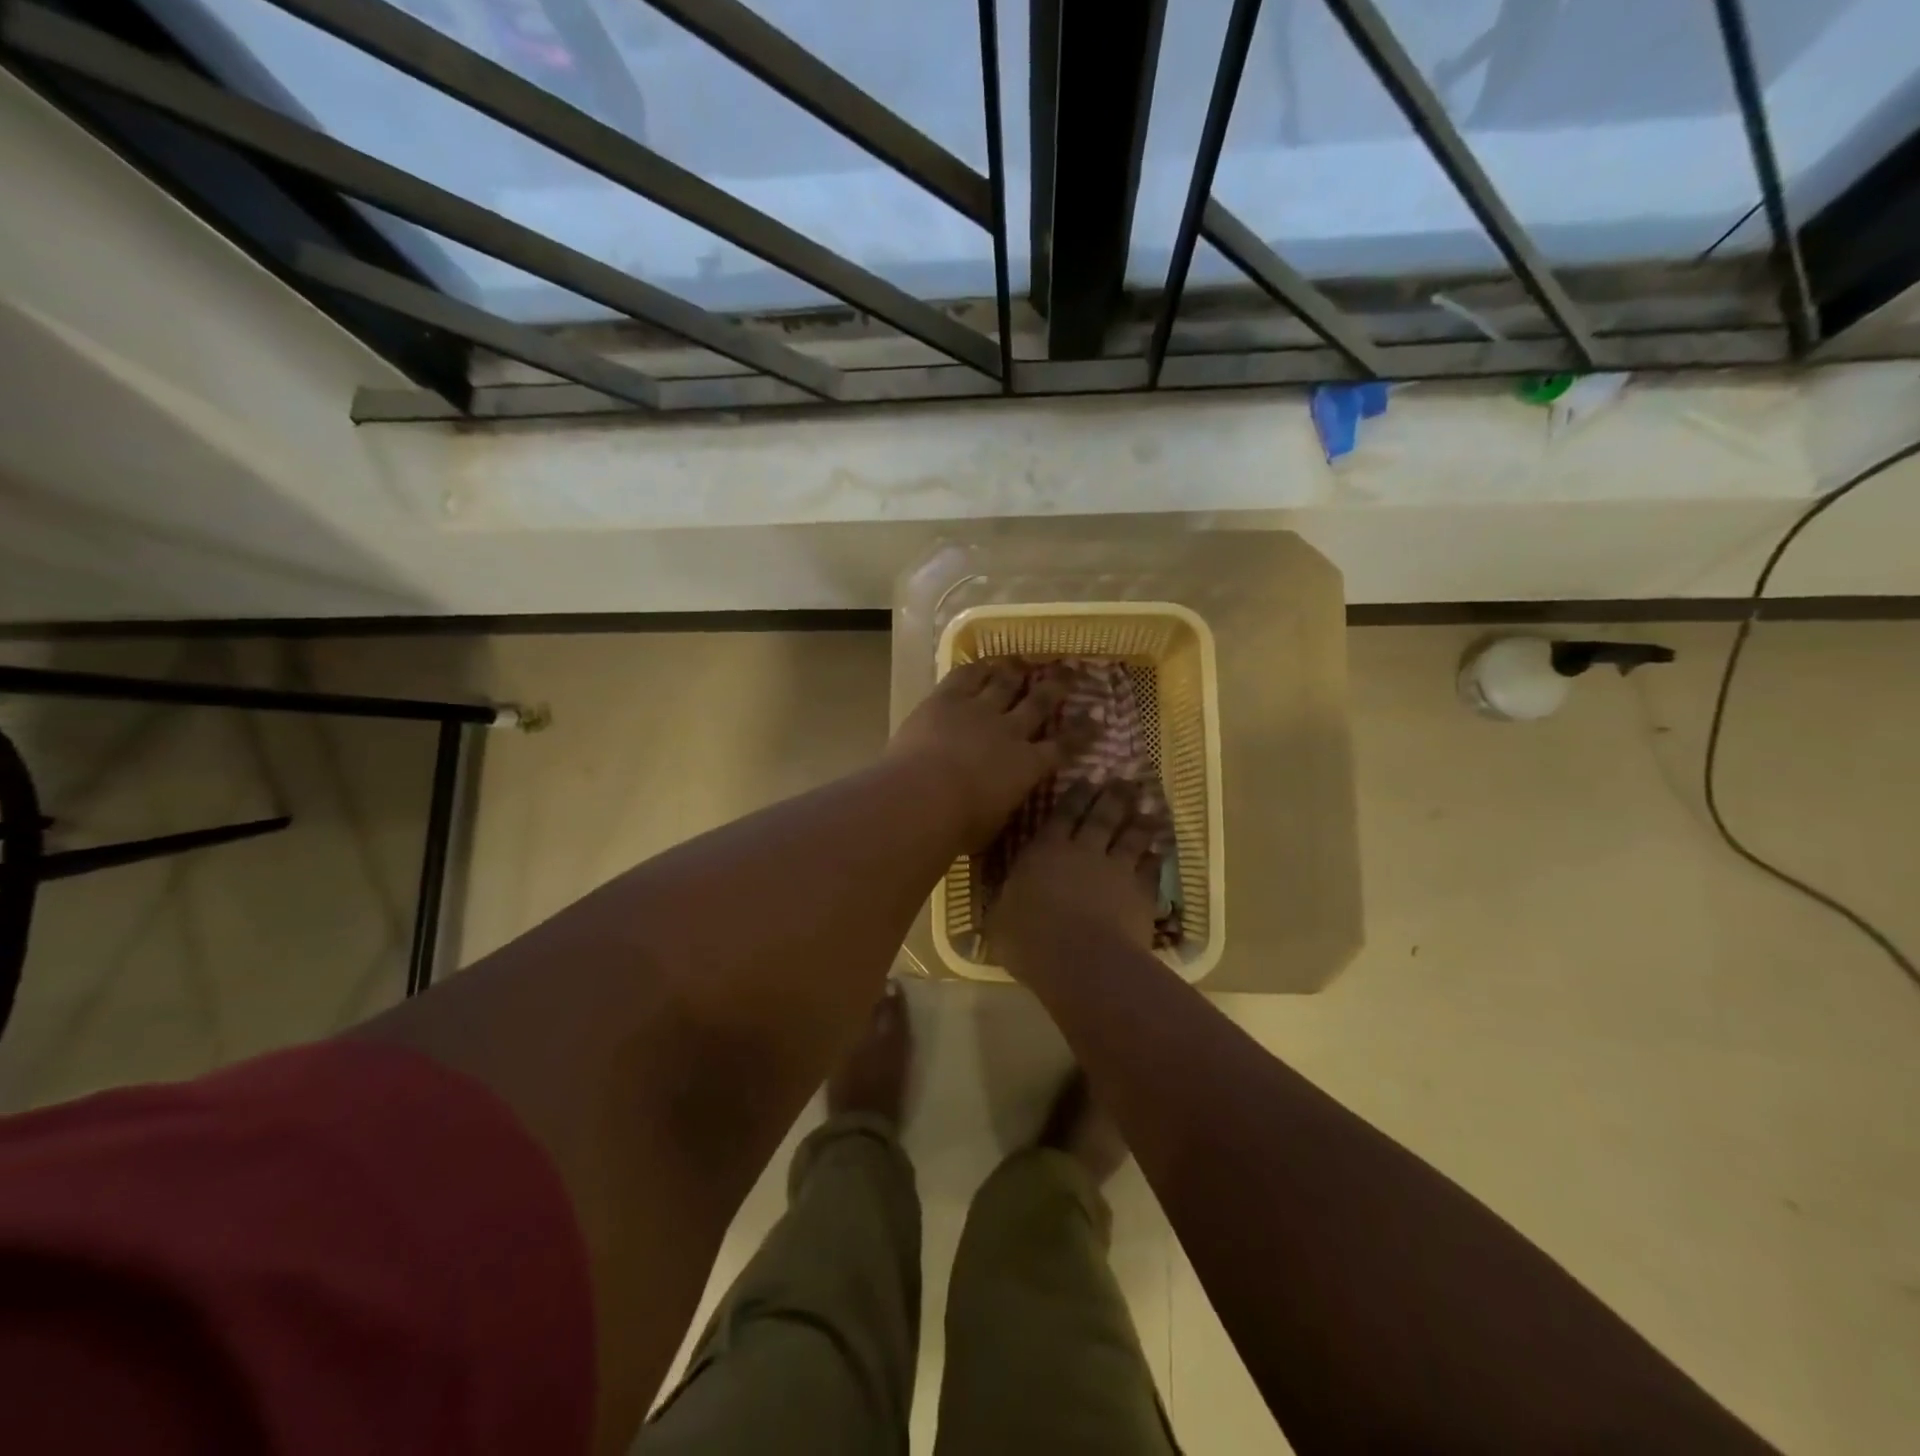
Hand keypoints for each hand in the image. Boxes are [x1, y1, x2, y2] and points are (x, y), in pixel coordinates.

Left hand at [886, 657, 1069, 849]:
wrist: (921, 797)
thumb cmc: (958, 825)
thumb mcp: (994, 825)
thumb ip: (1005, 806)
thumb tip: (1006, 803)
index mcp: (1027, 767)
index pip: (1063, 747)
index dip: (1081, 733)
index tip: (1096, 720)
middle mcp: (1010, 731)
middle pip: (1039, 703)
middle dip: (1056, 687)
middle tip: (1069, 672)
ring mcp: (979, 710)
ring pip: (1005, 683)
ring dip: (1016, 671)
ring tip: (1025, 661)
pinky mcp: (947, 698)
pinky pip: (967, 675)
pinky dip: (978, 667)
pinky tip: (985, 662)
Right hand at [986, 783, 1166, 965]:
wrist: (1082, 961)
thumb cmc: (1029, 940)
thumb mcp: (999, 920)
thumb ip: (1004, 904)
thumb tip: (1000, 902)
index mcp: (1045, 851)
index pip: (1061, 814)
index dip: (1075, 794)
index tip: (1088, 778)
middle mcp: (1083, 851)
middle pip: (1102, 816)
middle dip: (1113, 796)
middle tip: (1125, 781)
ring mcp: (1116, 870)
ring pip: (1132, 837)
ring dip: (1141, 822)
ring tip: (1150, 809)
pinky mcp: (1141, 894)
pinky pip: (1151, 871)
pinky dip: (1155, 860)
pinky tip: (1159, 854)